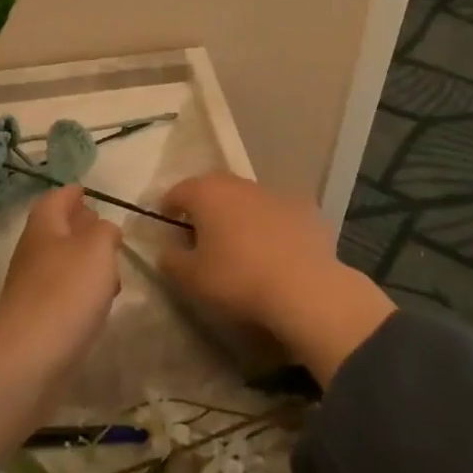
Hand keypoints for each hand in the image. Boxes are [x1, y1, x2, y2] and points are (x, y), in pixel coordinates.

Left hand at [0, 186, 121, 455]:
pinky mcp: (36, 317)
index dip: (73, 192)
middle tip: (105, 228)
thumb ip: (106, 232)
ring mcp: (31, 285)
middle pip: (57, 229)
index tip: (88, 190)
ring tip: (111, 267)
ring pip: (61, 261)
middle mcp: (33, 250)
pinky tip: (98, 302)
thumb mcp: (98, 250)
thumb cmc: (66, 292)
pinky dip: (80, 289)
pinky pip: (61, 292)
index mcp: (44, 225)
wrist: (28, 359)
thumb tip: (104, 229)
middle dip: (80, 226)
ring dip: (84, 260)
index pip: (57, 198)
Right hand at [158, 171, 394, 383]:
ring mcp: (275, 193)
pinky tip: (278, 250)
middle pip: (214, 188)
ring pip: (248, 198)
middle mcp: (239, 183)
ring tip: (242, 244)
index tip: (168, 224)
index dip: (169, 207)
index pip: (178, 191)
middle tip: (203, 233)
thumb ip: (171, 260)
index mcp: (206, 193)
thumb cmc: (238, 279)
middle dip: (206, 206)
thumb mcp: (191, 279)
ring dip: (241, 214)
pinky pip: (280, 213)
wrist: (305, 289)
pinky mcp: (306, 208)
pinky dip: (274, 225)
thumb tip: (166, 250)